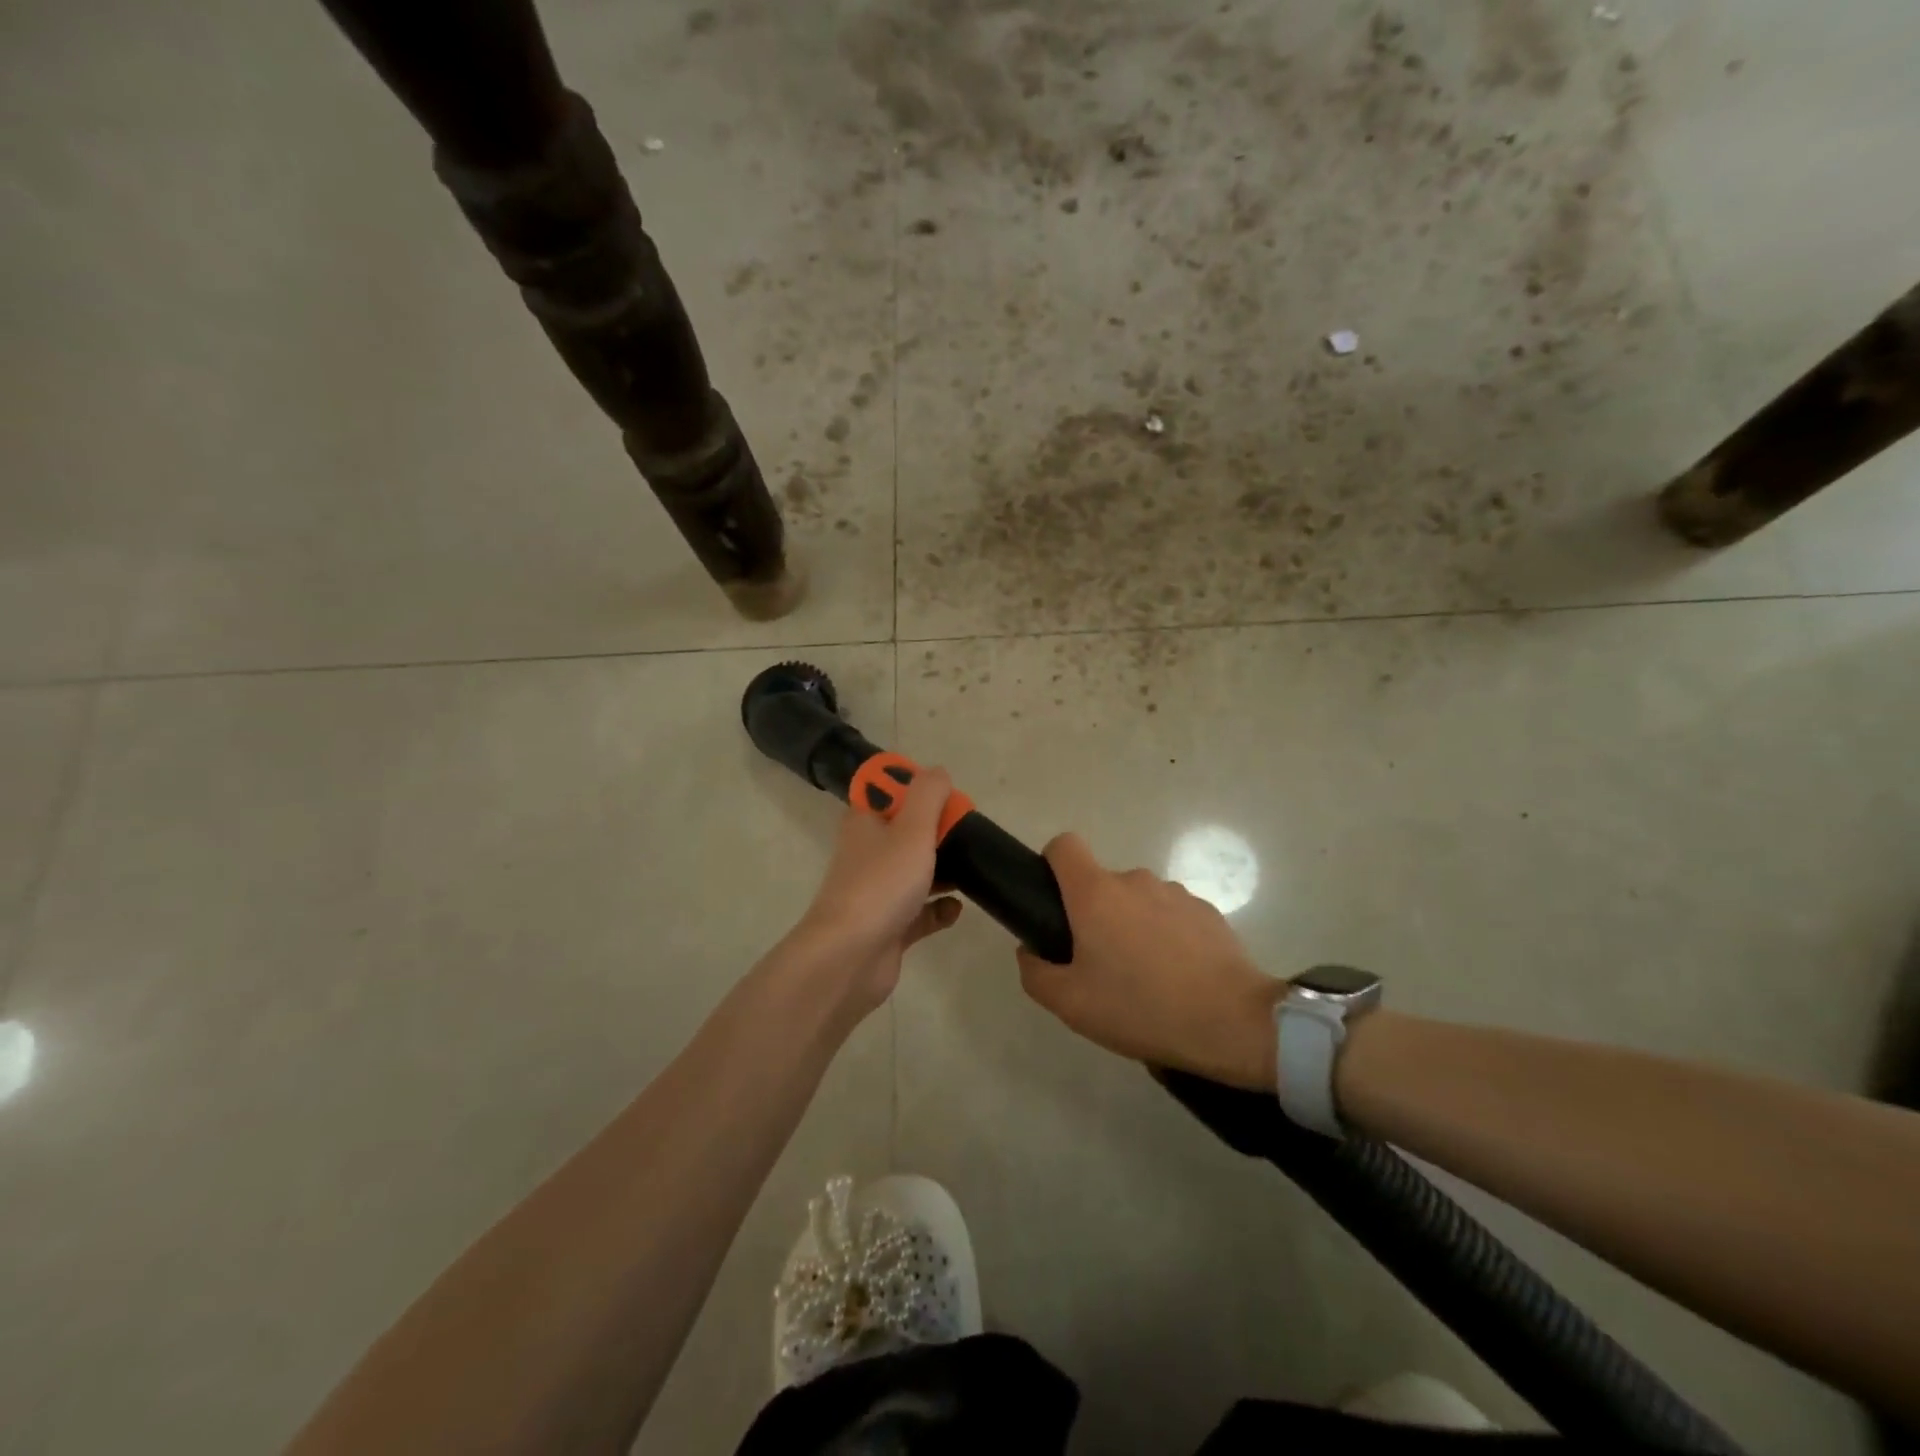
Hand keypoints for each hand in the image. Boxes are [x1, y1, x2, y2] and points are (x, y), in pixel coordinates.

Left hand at [792, 767, 963, 1012]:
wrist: (849, 957)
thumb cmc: (882, 884)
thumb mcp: (912, 828)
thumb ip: (928, 795)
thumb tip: (938, 772)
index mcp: (865, 822)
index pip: (888, 791)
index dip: (917, 788)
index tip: (947, 798)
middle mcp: (868, 852)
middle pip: (907, 830)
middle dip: (938, 830)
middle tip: (969, 834)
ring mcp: (877, 891)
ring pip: (915, 871)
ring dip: (944, 870)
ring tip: (974, 868)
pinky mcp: (889, 926)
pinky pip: (921, 912)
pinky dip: (939, 909)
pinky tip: (957, 909)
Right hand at [1016, 833, 1281, 1088]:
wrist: (1232, 1022)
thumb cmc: (1141, 1008)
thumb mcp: (1071, 1004)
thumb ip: (1036, 973)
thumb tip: (1030, 950)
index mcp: (1095, 894)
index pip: (1064, 846)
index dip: (1052, 865)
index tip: (1054, 903)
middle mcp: (1134, 880)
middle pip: (1101, 883)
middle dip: (1095, 915)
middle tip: (1101, 966)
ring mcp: (1175, 893)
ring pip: (1138, 901)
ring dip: (1133, 926)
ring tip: (1145, 977)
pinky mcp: (1206, 911)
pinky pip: (1171, 915)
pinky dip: (1166, 936)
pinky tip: (1178, 977)